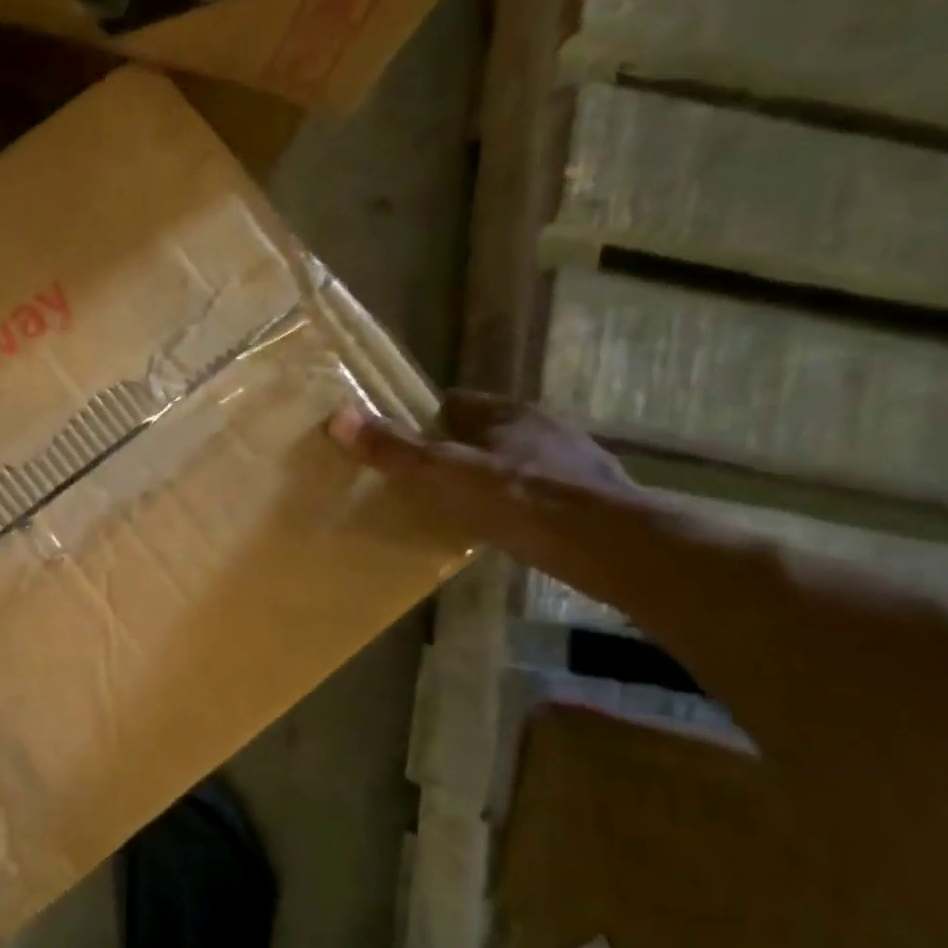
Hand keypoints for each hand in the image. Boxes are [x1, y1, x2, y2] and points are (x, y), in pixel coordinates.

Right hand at [330, 390, 640, 569]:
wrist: (609, 544)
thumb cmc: (518, 499)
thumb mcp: (443, 474)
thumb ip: (394, 450)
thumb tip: (338, 417)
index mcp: (505, 412)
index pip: (453, 403)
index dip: (421, 421)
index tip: (397, 447)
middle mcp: (542, 426)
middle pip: (482, 433)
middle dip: (453, 452)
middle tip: (420, 482)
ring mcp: (572, 461)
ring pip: (512, 463)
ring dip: (486, 479)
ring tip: (455, 509)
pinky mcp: (589, 497)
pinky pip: (537, 493)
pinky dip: (515, 505)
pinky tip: (502, 529)